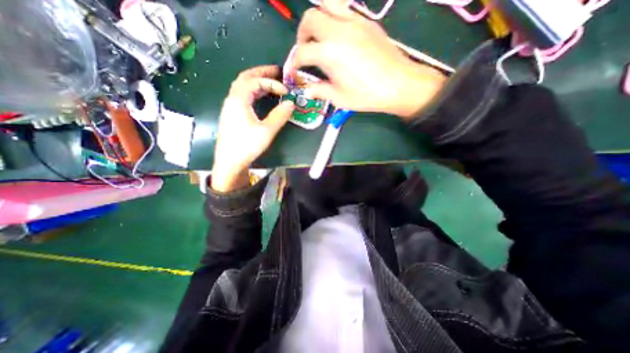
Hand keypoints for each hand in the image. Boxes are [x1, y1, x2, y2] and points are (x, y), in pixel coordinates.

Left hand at [208, 67, 292, 192]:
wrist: (229, 162)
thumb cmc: (247, 146)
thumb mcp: (266, 131)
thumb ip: (279, 116)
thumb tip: (290, 103)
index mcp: (239, 100)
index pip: (256, 82)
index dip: (272, 83)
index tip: (286, 91)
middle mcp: (232, 99)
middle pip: (245, 78)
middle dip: (261, 72)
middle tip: (276, 71)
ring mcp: (230, 106)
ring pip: (242, 86)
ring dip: (256, 81)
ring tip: (271, 81)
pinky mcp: (232, 114)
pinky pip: (242, 95)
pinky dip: (253, 90)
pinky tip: (261, 96)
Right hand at [287, 0, 444, 117]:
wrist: (399, 85)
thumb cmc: (367, 96)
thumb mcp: (339, 98)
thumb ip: (320, 91)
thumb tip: (307, 90)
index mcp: (329, 53)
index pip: (302, 52)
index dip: (294, 62)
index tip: (294, 70)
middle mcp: (338, 31)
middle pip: (310, 19)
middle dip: (302, 35)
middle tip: (305, 50)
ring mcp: (354, 22)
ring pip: (327, 3)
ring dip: (317, 18)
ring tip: (319, 36)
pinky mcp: (366, 21)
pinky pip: (344, 9)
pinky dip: (334, 19)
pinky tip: (338, 37)